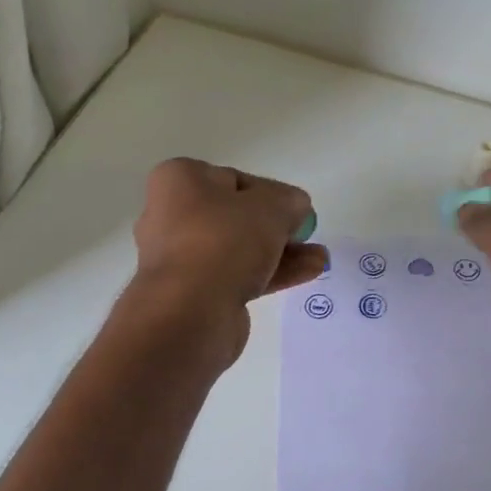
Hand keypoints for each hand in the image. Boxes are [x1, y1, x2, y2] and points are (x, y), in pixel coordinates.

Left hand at [125, 158, 324, 364]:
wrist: (191, 311)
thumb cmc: (225, 240)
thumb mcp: (272, 207)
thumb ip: (290, 201)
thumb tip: (294, 207)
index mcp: (179, 181)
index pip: (234, 180)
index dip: (270, 193)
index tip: (294, 210)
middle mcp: (171, 216)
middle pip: (236, 217)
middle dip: (277, 227)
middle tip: (306, 235)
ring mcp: (181, 259)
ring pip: (239, 249)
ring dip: (280, 252)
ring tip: (319, 258)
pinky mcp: (193, 294)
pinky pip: (238, 276)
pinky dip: (270, 273)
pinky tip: (307, 273)